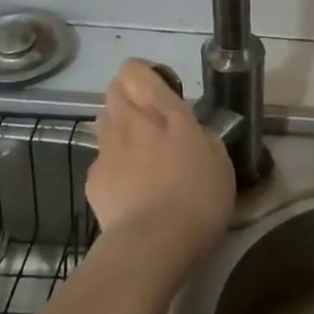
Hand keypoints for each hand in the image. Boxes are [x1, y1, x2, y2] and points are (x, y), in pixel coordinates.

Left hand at [88, 60, 234, 269]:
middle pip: (114, 89)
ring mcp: (107, 150)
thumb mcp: (221, 164)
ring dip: (120, 127)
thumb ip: (205, 139)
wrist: (153, 244)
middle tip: (154, 122)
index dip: (146, 75)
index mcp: (165, 113)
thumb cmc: (198, 199)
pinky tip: (131, 189)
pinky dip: (114, 165)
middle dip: (130, 97)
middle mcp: (130, 122)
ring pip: (104, 120)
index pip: (136, 70)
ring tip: (141, 155)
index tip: (166, 92)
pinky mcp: (93, 178)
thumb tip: (195, 133)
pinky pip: (101, 159)